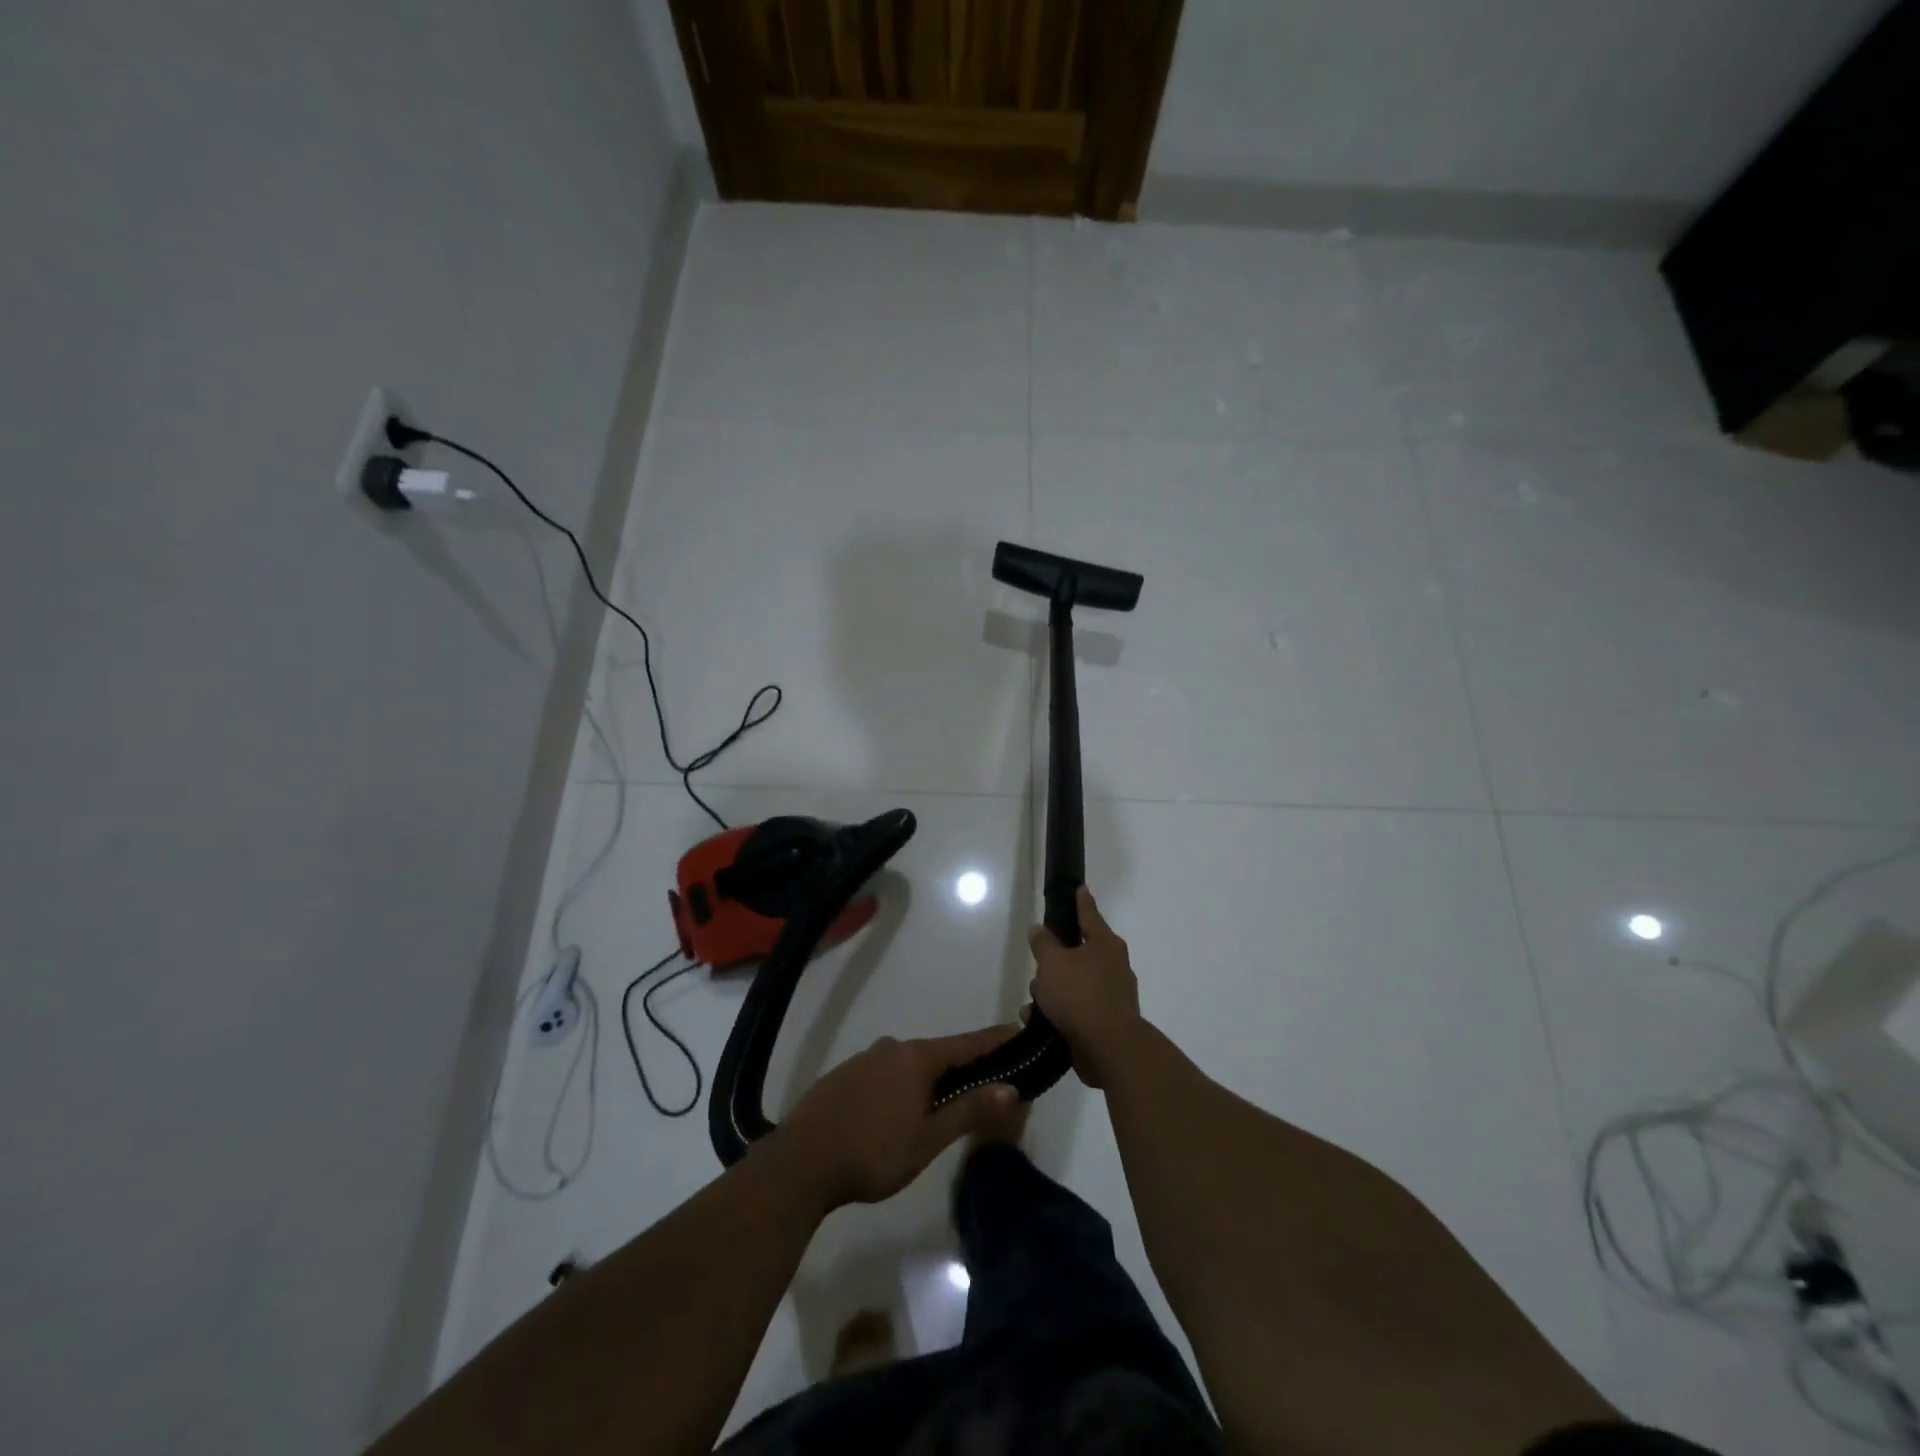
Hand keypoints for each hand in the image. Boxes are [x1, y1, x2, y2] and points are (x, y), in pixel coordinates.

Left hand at [772, 1025, 1020, 1208]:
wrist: (801, 1162)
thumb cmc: (874, 1152)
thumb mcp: (929, 1138)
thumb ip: (969, 1109)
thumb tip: (1011, 1087)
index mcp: (917, 1058)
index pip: (968, 1043)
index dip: (996, 1040)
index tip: (1020, 1032)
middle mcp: (893, 1048)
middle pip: (938, 1053)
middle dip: (963, 1065)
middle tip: (986, 1082)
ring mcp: (864, 1059)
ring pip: (909, 1064)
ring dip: (930, 1078)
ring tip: (943, 1102)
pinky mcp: (843, 1076)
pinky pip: (885, 1074)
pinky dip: (902, 1085)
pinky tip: (898, 1110)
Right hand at [1028, 887, 1142, 1088]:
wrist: (1108, 1047)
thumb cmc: (1079, 994)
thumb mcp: (1052, 963)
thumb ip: (1043, 944)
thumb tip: (1039, 929)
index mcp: (1104, 944)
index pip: (1089, 914)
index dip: (1081, 901)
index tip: (1079, 888)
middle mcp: (1113, 965)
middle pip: (1079, 952)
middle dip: (1056, 959)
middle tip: (1039, 962)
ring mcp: (1112, 994)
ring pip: (1075, 982)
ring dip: (1054, 990)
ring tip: (1033, 1001)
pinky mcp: (1106, 1021)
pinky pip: (1077, 1008)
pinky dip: (1059, 1012)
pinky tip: (1039, 1021)